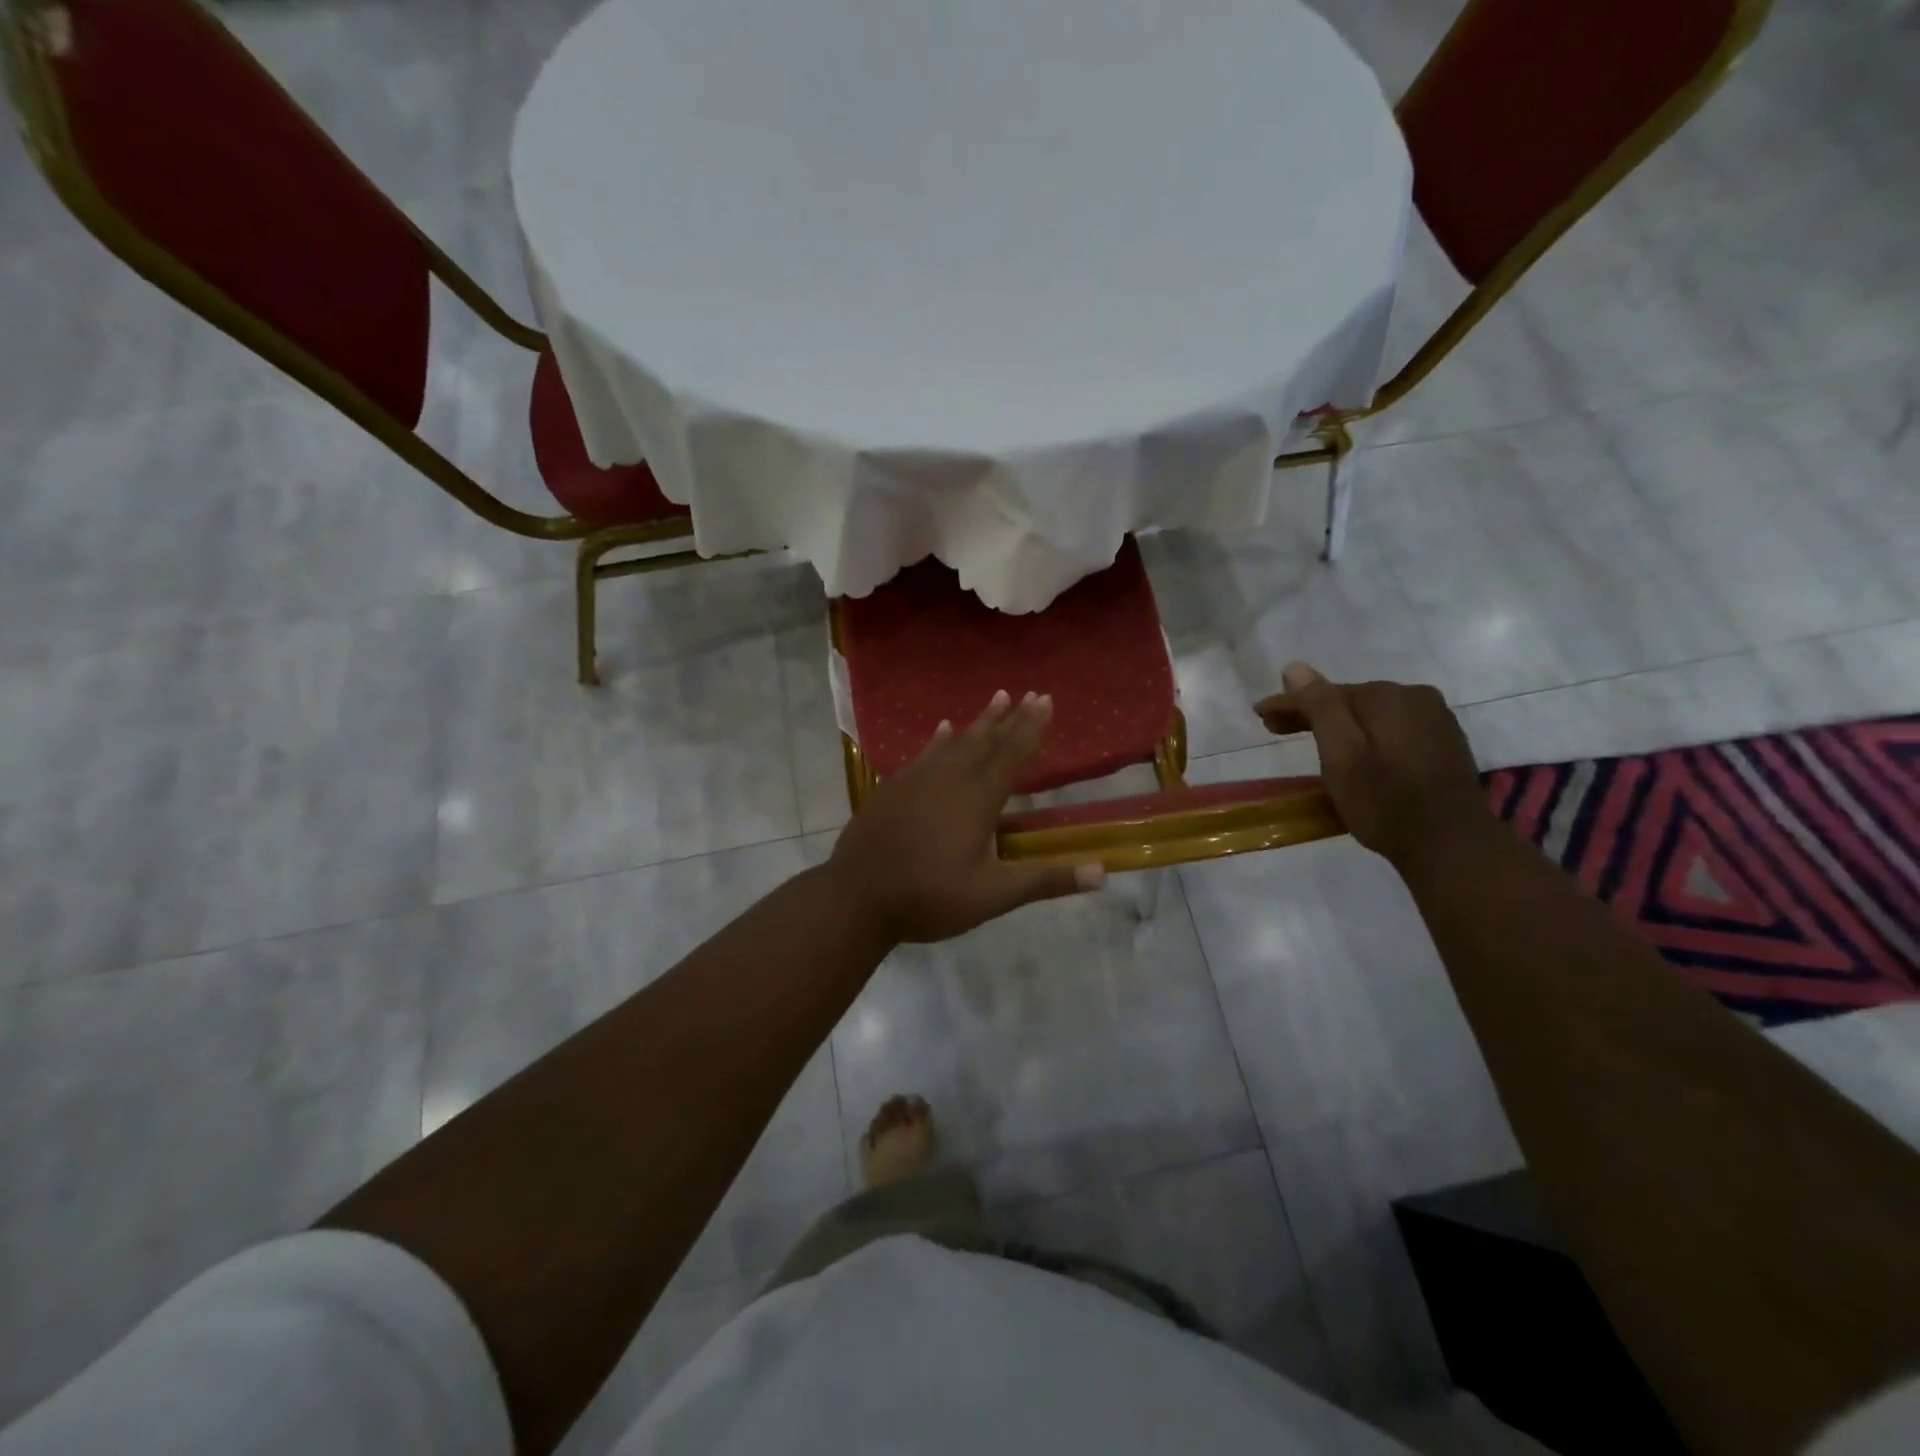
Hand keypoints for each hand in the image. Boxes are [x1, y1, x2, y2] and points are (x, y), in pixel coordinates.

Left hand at [829, 690, 1105, 943]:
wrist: (856, 897)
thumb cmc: (929, 898)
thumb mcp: (992, 896)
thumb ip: (1045, 881)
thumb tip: (1103, 873)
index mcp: (978, 799)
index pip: (1012, 754)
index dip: (1031, 727)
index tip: (1045, 699)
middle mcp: (949, 778)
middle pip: (986, 740)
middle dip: (1011, 717)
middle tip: (1029, 693)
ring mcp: (917, 779)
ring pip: (955, 742)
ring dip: (979, 722)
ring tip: (996, 698)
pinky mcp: (894, 787)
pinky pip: (924, 753)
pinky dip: (939, 739)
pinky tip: (943, 729)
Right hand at [1254, 662, 1495, 869]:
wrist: (1451, 846)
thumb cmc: (1384, 801)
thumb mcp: (1341, 754)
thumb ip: (1319, 707)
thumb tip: (1294, 668)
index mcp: (1387, 696)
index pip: (1325, 692)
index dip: (1288, 703)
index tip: (1259, 714)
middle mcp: (1415, 696)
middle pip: (1349, 700)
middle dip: (1311, 712)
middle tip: (1274, 728)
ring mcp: (1434, 719)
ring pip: (1372, 714)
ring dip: (1339, 723)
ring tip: (1309, 739)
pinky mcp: (1443, 743)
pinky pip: (1391, 728)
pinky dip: (1366, 734)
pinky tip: (1354, 749)